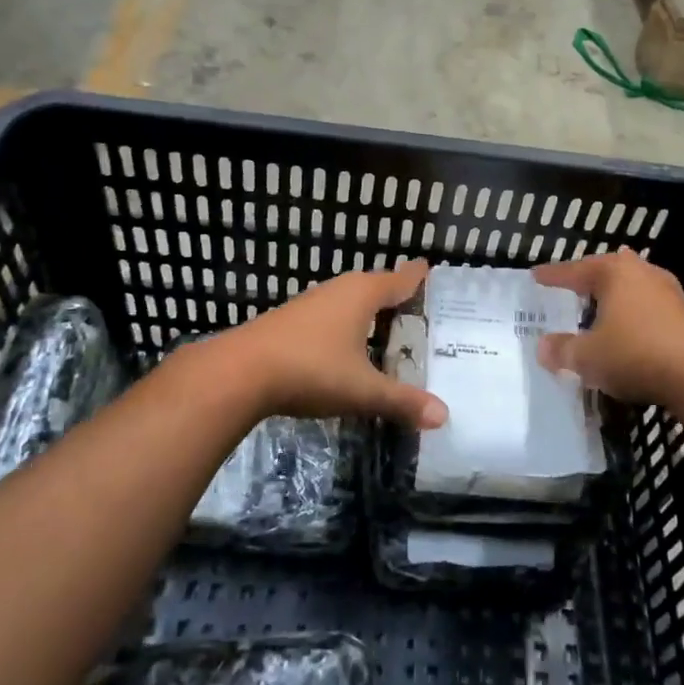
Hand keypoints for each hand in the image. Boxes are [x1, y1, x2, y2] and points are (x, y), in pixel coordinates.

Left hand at [204, 261, 445, 429]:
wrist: (239, 372)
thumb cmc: (311, 370)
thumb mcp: (362, 390)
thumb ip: (402, 401)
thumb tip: (444, 416)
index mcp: (363, 294)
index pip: (400, 278)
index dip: (417, 276)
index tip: (430, 268)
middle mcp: (339, 289)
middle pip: (376, 287)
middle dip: (396, 297)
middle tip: (421, 311)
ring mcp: (312, 303)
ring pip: (351, 301)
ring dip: (370, 314)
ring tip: (389, 330)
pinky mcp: (292, 320)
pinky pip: (332, 315)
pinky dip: (348, 326)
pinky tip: (348, 348)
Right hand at [534, 249, 683, 407]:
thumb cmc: (634, 354)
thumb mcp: (588, 357)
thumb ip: (563, 350)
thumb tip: (543, 347)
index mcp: (614, 272)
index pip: (575, 270)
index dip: (553, 276)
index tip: (536, 276)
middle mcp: (641, 272)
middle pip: (607, 270)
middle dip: (588, 279)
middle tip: (569, 287)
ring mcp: (668, 291)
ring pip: (631, 287)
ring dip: (614, 297)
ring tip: (598, 305)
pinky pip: (648, 306)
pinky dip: (632, 313)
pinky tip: (628, 327)